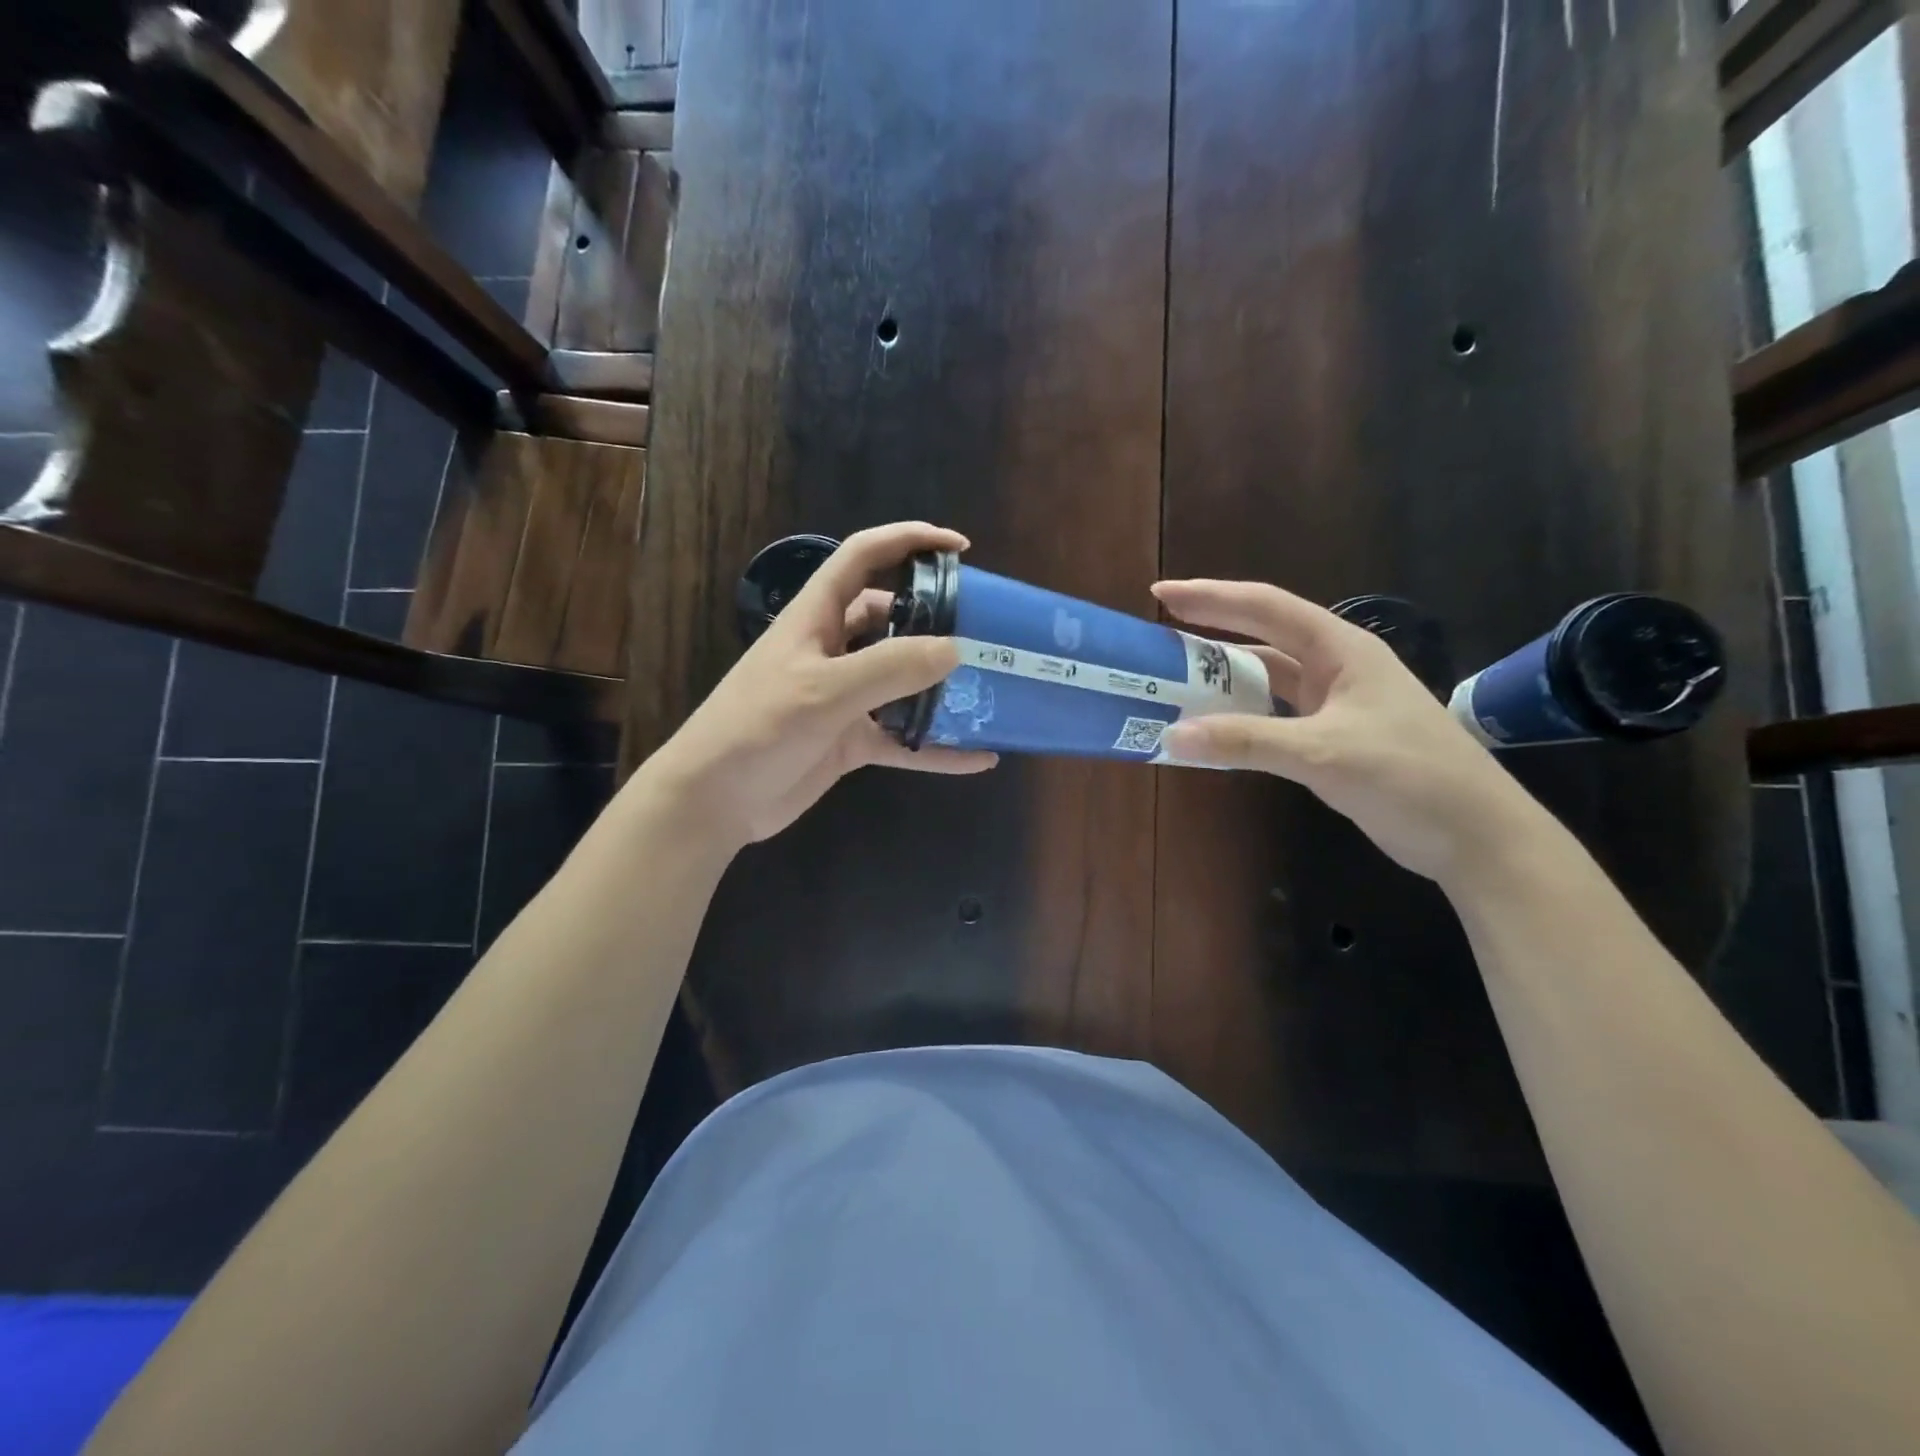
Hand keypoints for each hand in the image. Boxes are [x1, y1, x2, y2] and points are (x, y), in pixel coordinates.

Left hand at [641, 523, 996, 847]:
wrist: (715, 800)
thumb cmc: (758, 728)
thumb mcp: (824, 690)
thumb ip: (890, 668)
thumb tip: (956, 649)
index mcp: (816, 617)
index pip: (864, 557)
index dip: (909, 540)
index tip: (961, 549)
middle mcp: (832, 650)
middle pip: (891, 618)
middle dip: (936, 619)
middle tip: (986, 630)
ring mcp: (843, 697)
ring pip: (901, 680)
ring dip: (940, 685)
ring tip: (991, 689)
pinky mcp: (849, 741)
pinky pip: (903, 738)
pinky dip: (936, 748)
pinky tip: (978, 758)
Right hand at [1152, 579, 1551, 886]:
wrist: (1477, 836)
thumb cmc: (1409, 777)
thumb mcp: (1323, 754)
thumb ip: (1246, 741)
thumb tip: (1171, 736)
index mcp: (1341, 650)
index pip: (1264, 607)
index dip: (1210, 597)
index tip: (1160, 595)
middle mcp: (1336, 667)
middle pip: (1262, 637)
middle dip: (1210, 633)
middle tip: (1157, 637)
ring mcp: (1337, 703)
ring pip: (1267, 678)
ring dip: (1223, 679)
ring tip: (1173, 681)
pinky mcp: (1334, 737)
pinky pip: (1274, 715)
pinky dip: (1241, 717)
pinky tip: (1214, 728)